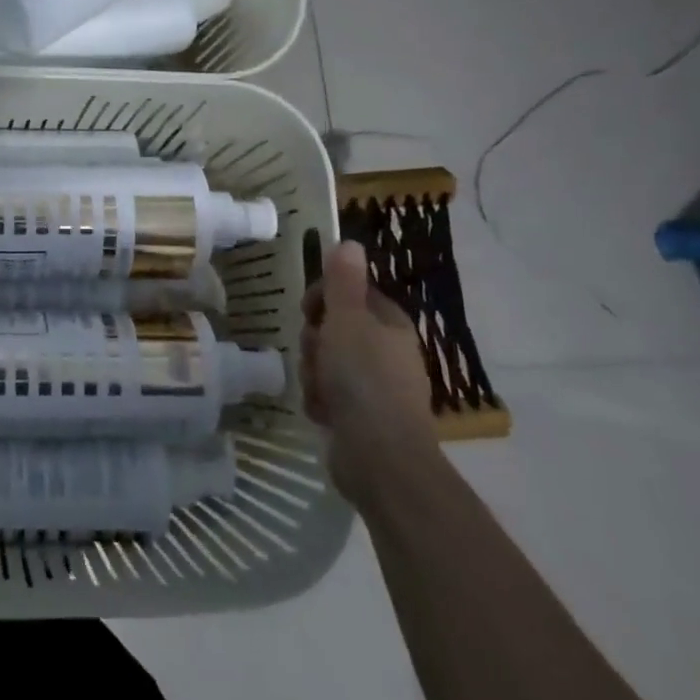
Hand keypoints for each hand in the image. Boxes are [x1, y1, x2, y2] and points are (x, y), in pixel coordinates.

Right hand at [299, 239, 439, 506]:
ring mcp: (375, 387)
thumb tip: (350, 242)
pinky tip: (322, 412)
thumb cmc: (363, 379)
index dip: (324, 298)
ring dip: (313, 373)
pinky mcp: (362, 416)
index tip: (308, 310)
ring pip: (326, 362)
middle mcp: (387, 352)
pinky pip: (328, 394)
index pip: (351, 293)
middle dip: (315, 341)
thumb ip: (344, 282)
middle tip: (315, 353)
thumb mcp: (348, 320)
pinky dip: (320, 400)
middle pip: (334, 328)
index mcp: (390, 324)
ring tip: (319, 389)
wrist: (380, 457)